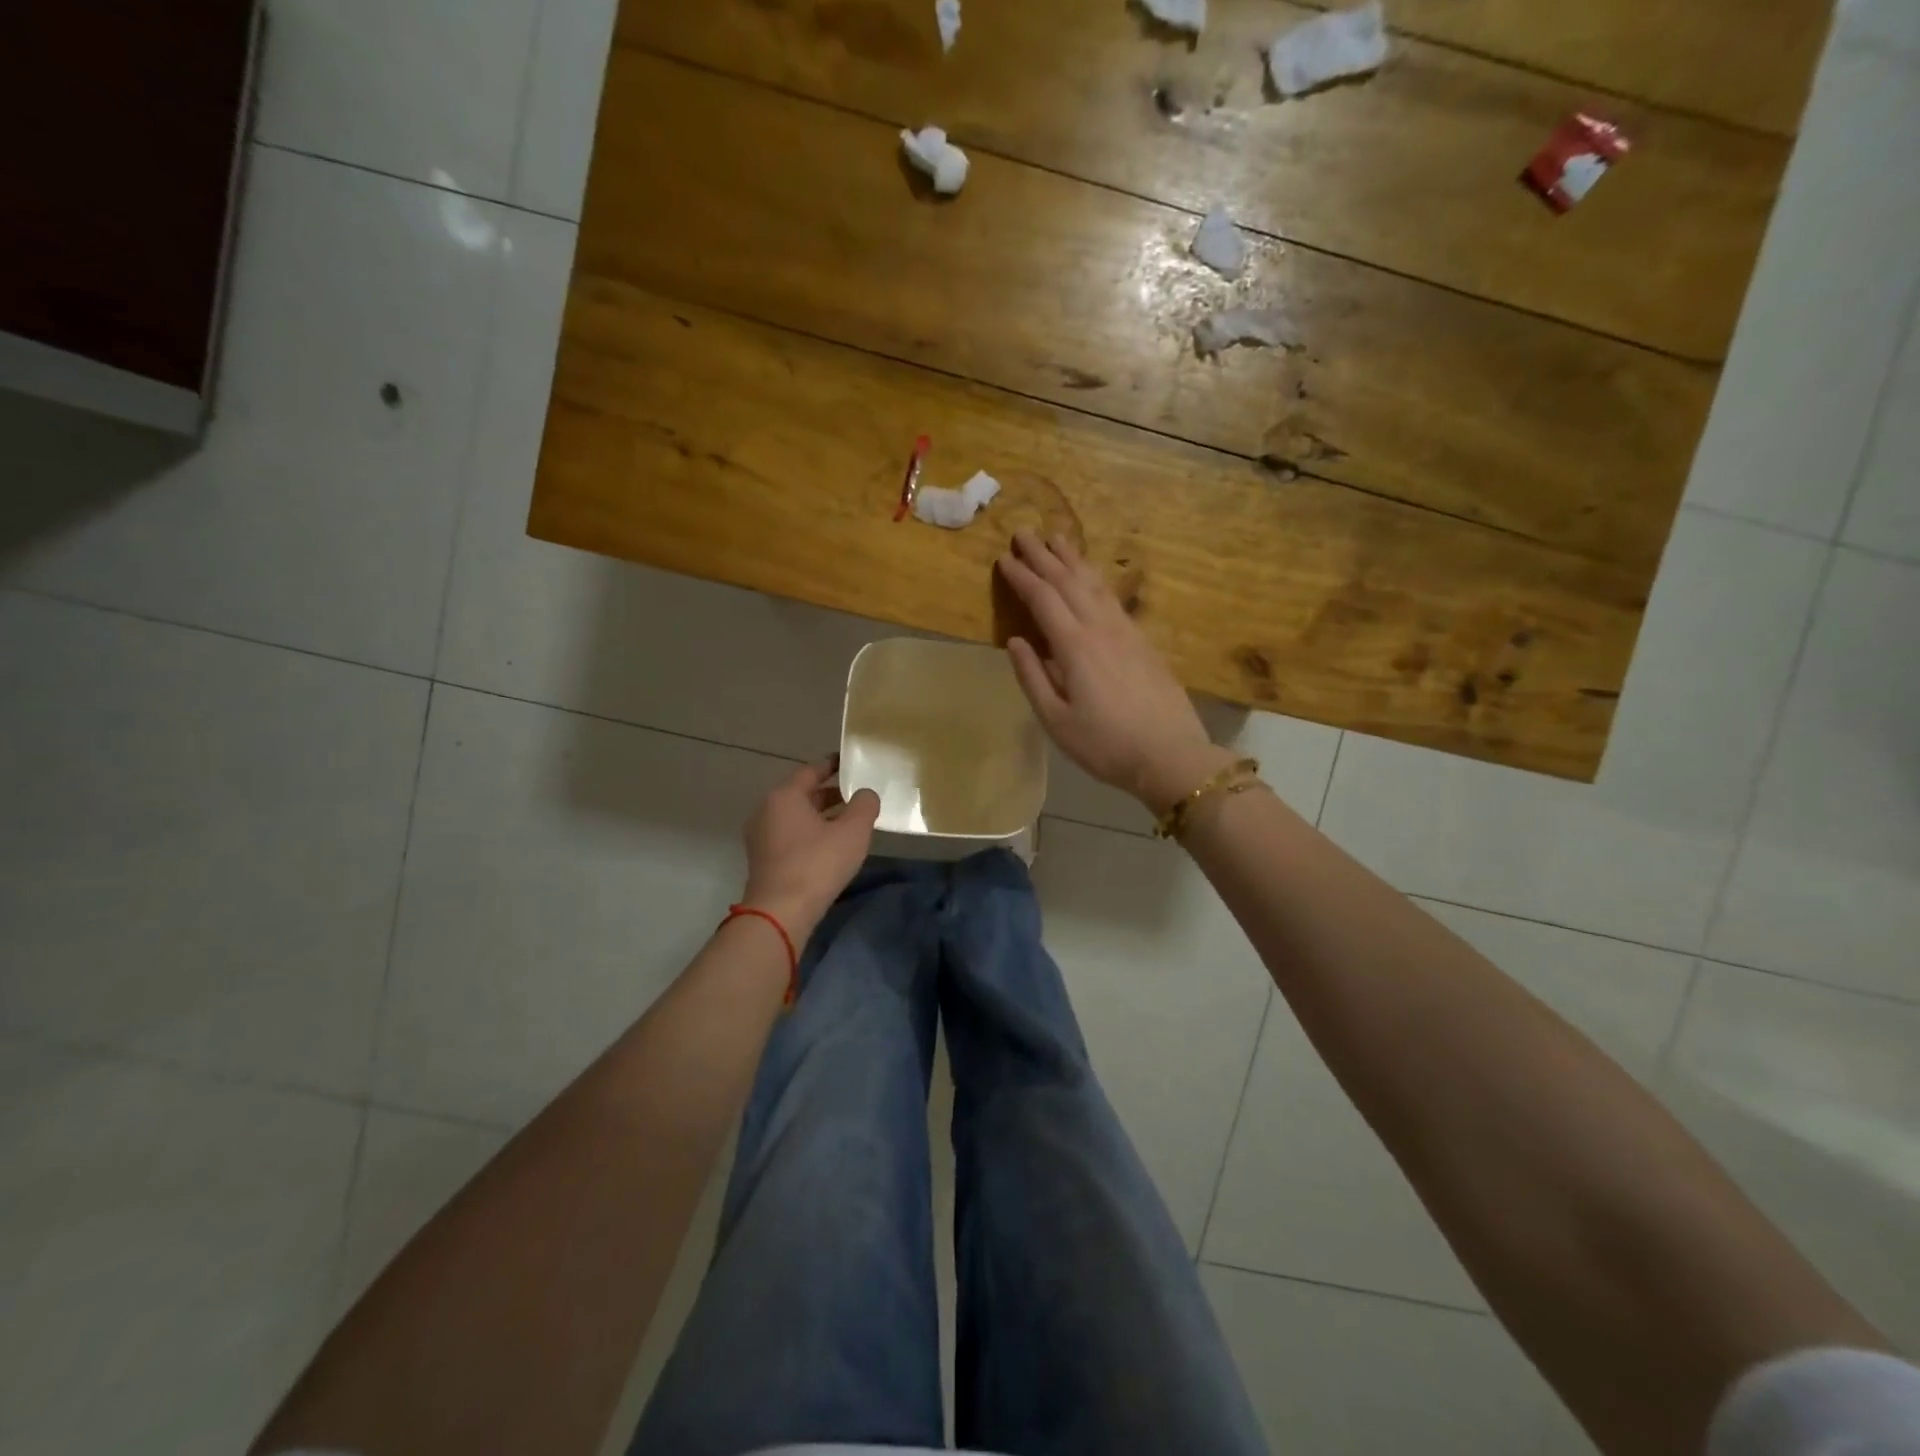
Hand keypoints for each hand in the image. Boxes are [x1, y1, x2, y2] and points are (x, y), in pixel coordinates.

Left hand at [740, 759, 880, 939]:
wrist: (780, 913)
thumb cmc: (817, 864)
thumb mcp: (853, 832)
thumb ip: (865, 805)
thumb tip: (865, 794)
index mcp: (784, 796)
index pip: (811, 770)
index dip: (832, 765)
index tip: (850, 763)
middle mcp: (767, 810)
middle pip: (802, 793)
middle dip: (829, 793)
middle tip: (856, 794)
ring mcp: (761, 836)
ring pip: (796, 816)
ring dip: (821, 815)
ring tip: (849, 821)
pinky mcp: (763, 859)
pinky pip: (790, 835)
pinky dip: (810, 832)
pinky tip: (830, 845)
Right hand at [998, 532, 1233, 813]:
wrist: (1170, 755)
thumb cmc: (1105, 744)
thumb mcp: (1056, 721)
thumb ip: (1033, 678)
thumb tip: (1016, 641)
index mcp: (1075, 647)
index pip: (1043, 599)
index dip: (1022, 577)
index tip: (1004, 558)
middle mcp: (1101, 628)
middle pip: (1069, 581)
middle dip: (1044, 556)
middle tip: (1024, 532)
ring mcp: (1126, 632)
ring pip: (1095, 584)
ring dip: (1073, 559)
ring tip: (1058, 538)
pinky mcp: (1143, 642)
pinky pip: (1113, 598)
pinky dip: (1097, 579)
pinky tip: (1093, 577)